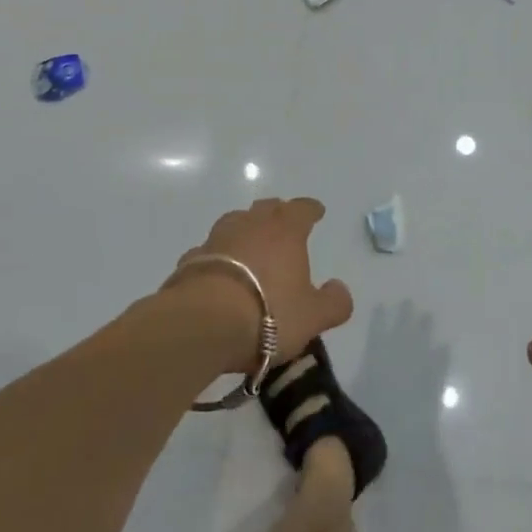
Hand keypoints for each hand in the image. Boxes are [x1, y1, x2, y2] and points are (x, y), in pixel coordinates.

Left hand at [166, 196, 354, 372]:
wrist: (202, 324)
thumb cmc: (268, 314)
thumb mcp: (312, 316)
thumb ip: (333, 303)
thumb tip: (340, 290)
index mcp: (286, 230)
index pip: (302, 209)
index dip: (311, 210)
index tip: (316, 211)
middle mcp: (251, 224)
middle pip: (267, 208)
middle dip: (277, 213)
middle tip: (283, 224)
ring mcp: (217, 239)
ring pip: (235, 223)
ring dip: (245, 230)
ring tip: (249, 245)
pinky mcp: (190, 260)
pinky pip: (209, 251)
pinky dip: (218, 256)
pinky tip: (218, 272)